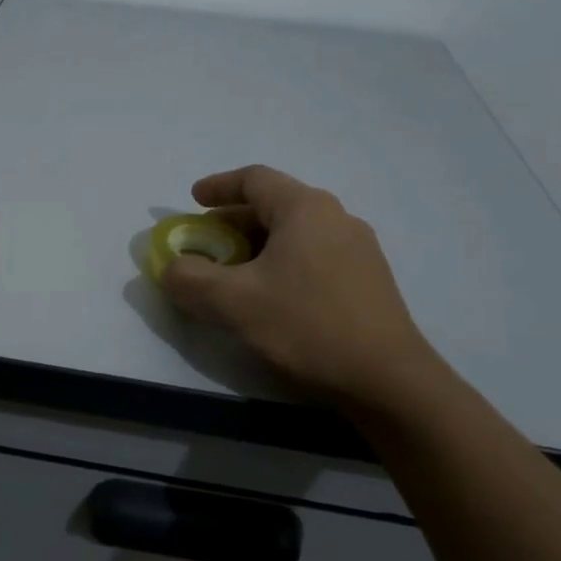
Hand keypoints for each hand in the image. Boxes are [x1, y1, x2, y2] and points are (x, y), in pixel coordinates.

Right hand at [158, 165, 443, 410]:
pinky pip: (314, 255)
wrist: (387, 380)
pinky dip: (282, 263)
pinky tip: (272, 297)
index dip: (218, 186)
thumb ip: (189, 279)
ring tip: (234, 274)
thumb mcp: (232, 302)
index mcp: (305, 209)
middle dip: (233, 221)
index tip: (193, 201)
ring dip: (258, 245)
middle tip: (206, 244)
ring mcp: (359, 249)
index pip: (254, 179)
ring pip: (295, 233)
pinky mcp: (368, 280)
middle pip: (275, 205)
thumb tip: (172, 268)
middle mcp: (336, 217)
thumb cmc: (306, 326)